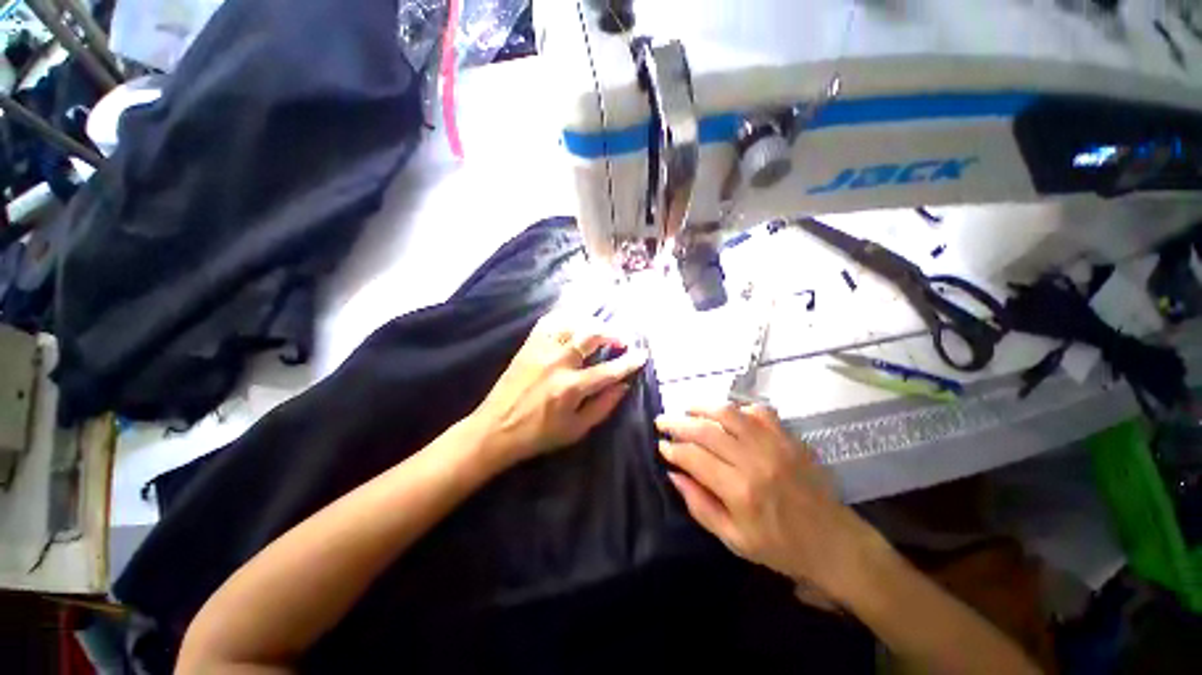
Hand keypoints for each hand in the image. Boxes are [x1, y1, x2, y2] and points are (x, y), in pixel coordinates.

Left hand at [470, 313, 646, 466]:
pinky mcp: (528, 345)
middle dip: (613, 333)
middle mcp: (557, 363)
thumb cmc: (538, 435)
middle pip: (591, 335)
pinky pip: (550, 321)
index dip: (629, 362)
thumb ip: (603, 406)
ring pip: (572, 322)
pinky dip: (567, 317)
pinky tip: (576, 322)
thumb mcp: (576, 430)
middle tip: (623, 340)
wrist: (495, 429)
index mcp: (571, 388)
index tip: (642, 355)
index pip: (609, 370)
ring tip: (602, 330)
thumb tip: (624, 385)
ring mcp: (541, 350)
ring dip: (593, 323)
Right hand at [656, 405, 886, 603]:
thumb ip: (699, 505)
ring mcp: (774, 445)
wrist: (834, 543)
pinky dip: (738, 408)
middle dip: (677, 423)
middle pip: (705, 430)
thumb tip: (673, 474)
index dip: (672, 448)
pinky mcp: (789, 438)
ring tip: (687, 409)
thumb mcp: (733, 540)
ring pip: (729, 413)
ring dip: (702, 407)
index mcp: (739, 491)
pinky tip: (727, 414)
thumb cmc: (780, 547)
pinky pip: (758, 411)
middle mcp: (754, 461)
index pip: (693, 457)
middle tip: (662, 421)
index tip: (661, 445)